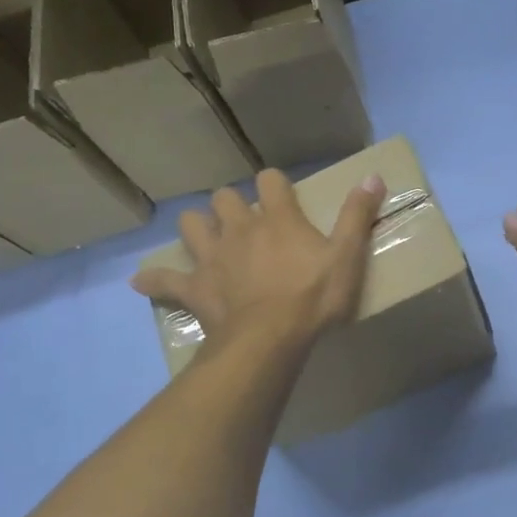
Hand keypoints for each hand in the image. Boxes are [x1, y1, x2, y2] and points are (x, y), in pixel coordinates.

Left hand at [133, 170, 385, 349]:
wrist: (269, 340)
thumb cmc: (312, 297)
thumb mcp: (347, 256)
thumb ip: (358, 215)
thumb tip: (373, 176)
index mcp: (277, 218)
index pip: (270, 180)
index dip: (275, 184)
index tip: (282, 195)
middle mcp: (240, 229)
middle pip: (224, 198)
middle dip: (231, 204)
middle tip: (244, 221)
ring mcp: (213, 257)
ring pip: (191, 225)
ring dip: (197, 228)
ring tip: (207, 239)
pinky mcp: (195, 288)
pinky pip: (165, 280)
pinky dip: (155, 279)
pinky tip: (143, 281)